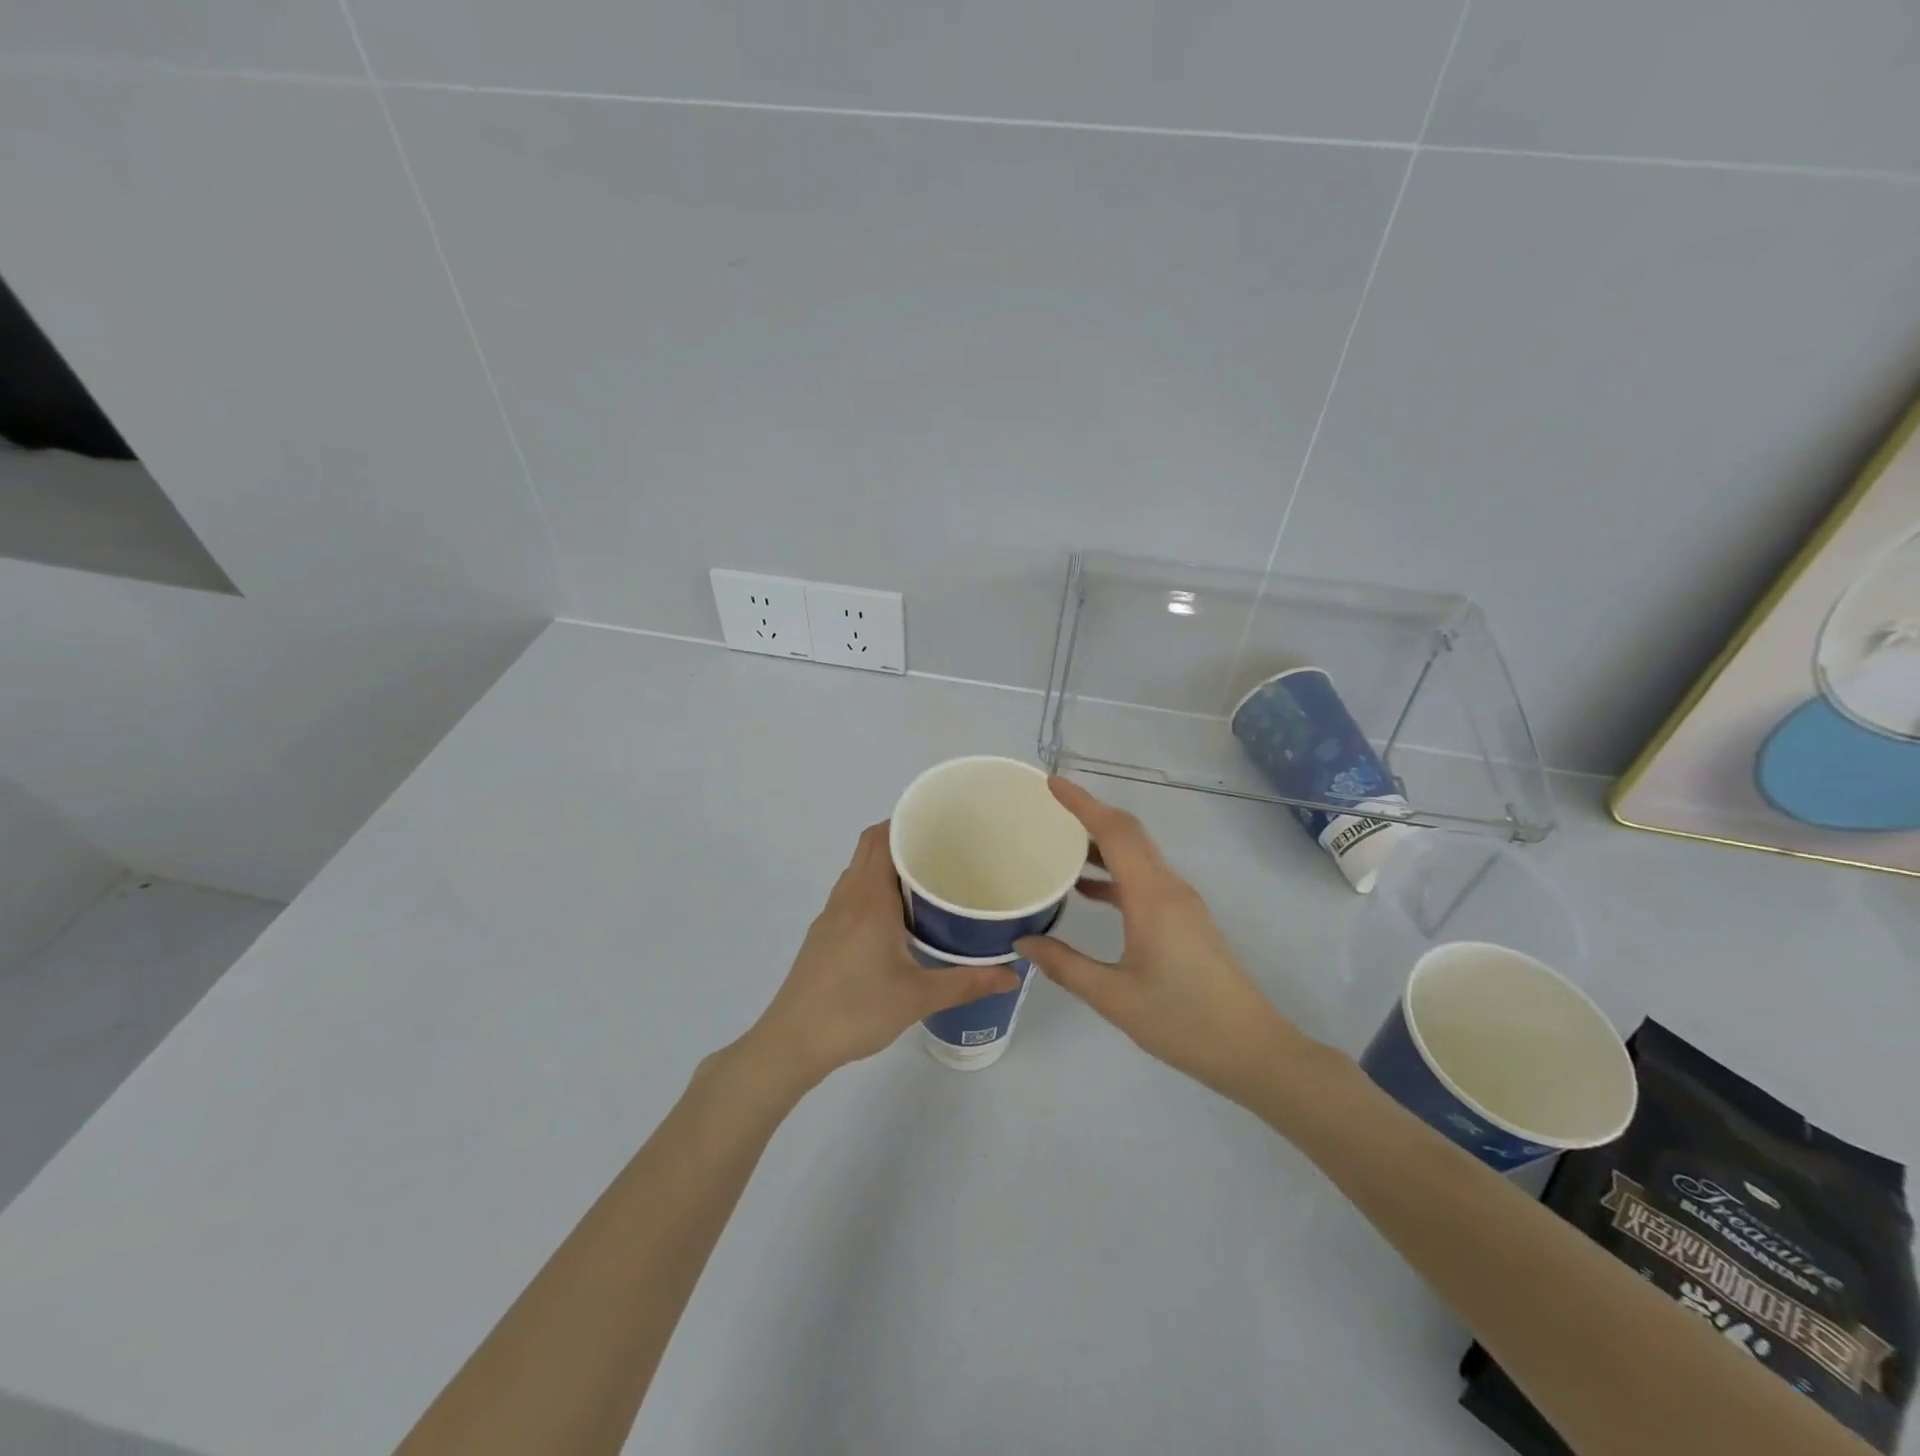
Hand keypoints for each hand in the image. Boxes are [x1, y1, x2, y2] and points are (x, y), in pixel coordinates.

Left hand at [744, 823, 1020, 1088]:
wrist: (793, 1042)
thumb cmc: (856, 1010)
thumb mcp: (918, 997)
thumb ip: (968, 982)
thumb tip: (1012, 973)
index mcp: (870, 898)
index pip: (884, 837)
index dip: (908, 822)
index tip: (942, 825)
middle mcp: (847, 896)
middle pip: (870, 847)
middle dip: (902, 838)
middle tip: (943, 851)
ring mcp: (830, 915)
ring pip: (858, 870)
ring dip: (885, 863)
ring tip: (925, 880)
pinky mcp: (822, 934)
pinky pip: (850, 892)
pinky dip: (872, 887)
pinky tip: (895, 918)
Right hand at [1016, 779, 1309, 1100]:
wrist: (1252, 1050)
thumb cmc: (1182, 1022)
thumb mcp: (1113, 997)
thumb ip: (1065, 965)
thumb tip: (1023, 941)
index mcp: (1152, 897)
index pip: (1115, 832)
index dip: (1082, 803)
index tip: (1051, 783)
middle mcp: (1169, 887)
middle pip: (1128, 834)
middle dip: (1089, 815)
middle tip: (1047, 809)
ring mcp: (1181, 902)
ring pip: (1138, 855)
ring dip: (1101, 844)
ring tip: (1058, 845)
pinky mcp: (1185, 918)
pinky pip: (1144, 878)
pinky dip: (1114, 872)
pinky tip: (1087, 891)